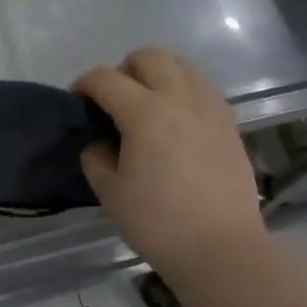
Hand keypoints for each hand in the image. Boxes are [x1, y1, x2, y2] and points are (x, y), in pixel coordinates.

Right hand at [75, 48, 265, 280]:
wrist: (221, 249)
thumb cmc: (158, 223)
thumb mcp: (110, 193)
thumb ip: (96, 157)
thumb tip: (99, 141)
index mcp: (145, 113)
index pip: (106, 78)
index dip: (84, 84)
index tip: (77, 103)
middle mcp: (180, 99)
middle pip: (149, 57)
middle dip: (124, 70)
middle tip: (114, 102)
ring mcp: (210, 109)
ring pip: (182, 66)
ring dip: (157, 75)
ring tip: (147, 107)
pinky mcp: (229, 124)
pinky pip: (202, 88)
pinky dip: (182, 91)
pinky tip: (175, 123)